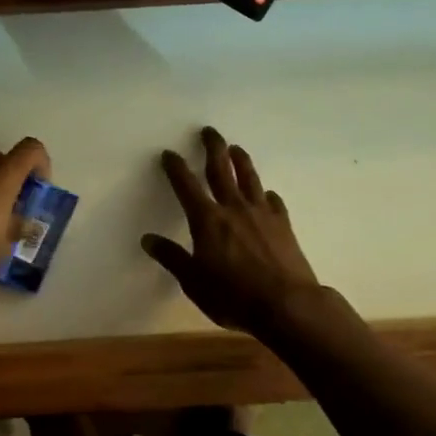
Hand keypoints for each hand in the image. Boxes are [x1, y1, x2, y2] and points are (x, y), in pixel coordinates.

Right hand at [142, 126, 322, 337]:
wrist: (287, 304)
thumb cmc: (233, 296)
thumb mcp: (193, 282)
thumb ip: (172, 258)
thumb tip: (148, 239)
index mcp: (207, 220)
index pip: (186, 186)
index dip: (176, 168)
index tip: (169, 153)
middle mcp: (233, 208)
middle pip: (221, 170)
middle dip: (212, 148)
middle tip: (209, 131)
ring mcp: (262, 214)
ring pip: (249, 179)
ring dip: (241, 161)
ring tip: (236, 148)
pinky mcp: (283, 225)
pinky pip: (273, 202)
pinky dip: (267, 195)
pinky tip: (267, 194)